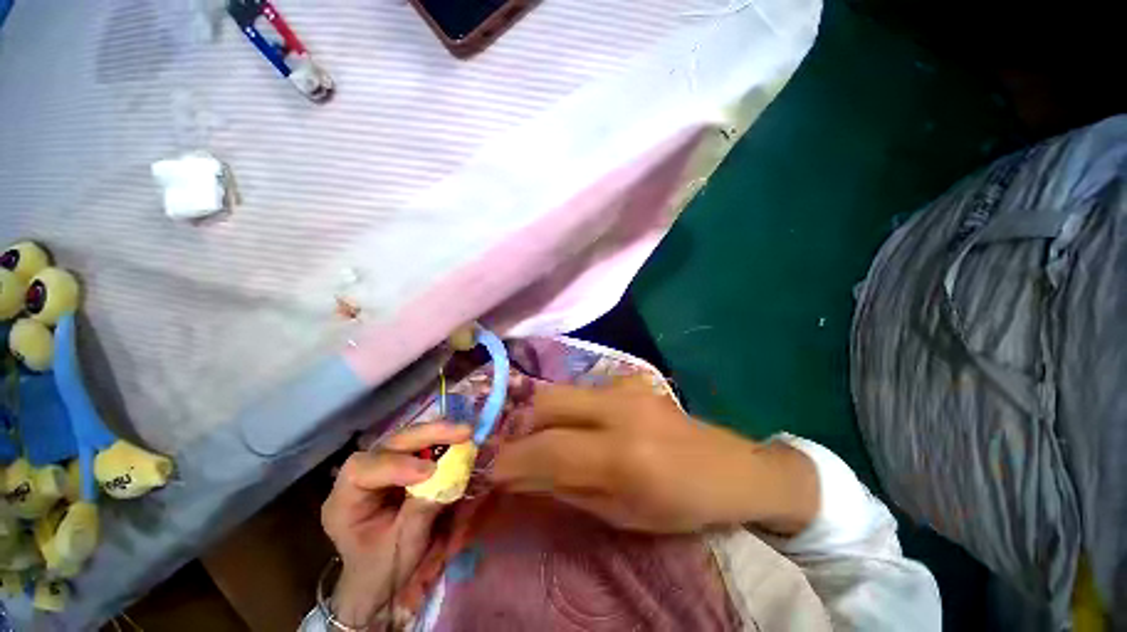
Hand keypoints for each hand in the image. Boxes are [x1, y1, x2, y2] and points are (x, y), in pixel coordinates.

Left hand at [321, 422, 471, 626]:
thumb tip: (449, 475)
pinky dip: (440, 440)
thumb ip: (422, 509)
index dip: (395, 465)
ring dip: (437, 433)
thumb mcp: (403, 546)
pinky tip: (458, 439)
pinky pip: (419, 446)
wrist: (385, 581)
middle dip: (426, 436)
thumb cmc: (386, 571)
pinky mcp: (401, 464)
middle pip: (388, 444)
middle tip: (462, 433)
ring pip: (405, 439)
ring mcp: (381, 467)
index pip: (361, 471)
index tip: (430, 471)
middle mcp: (360, 477)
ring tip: (464, 432)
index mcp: (344, 502)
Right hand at [490, 378, 818, 534]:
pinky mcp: (630, 379)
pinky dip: (568, 410)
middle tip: (517, 449)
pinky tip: (578, 427)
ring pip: (562, 391)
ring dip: (543, 416)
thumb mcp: (622, 515)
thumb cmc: (681, 505)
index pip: (549, 449)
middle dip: (521, 425)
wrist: (732, 468)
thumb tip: (523, 476)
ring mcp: (626, 387)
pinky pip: (582, 392)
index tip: (492, 470)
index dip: (512, 459)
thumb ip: (568, 489)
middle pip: (548, 401)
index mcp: (624, 456)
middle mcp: (621, 409)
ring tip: (543, 439)